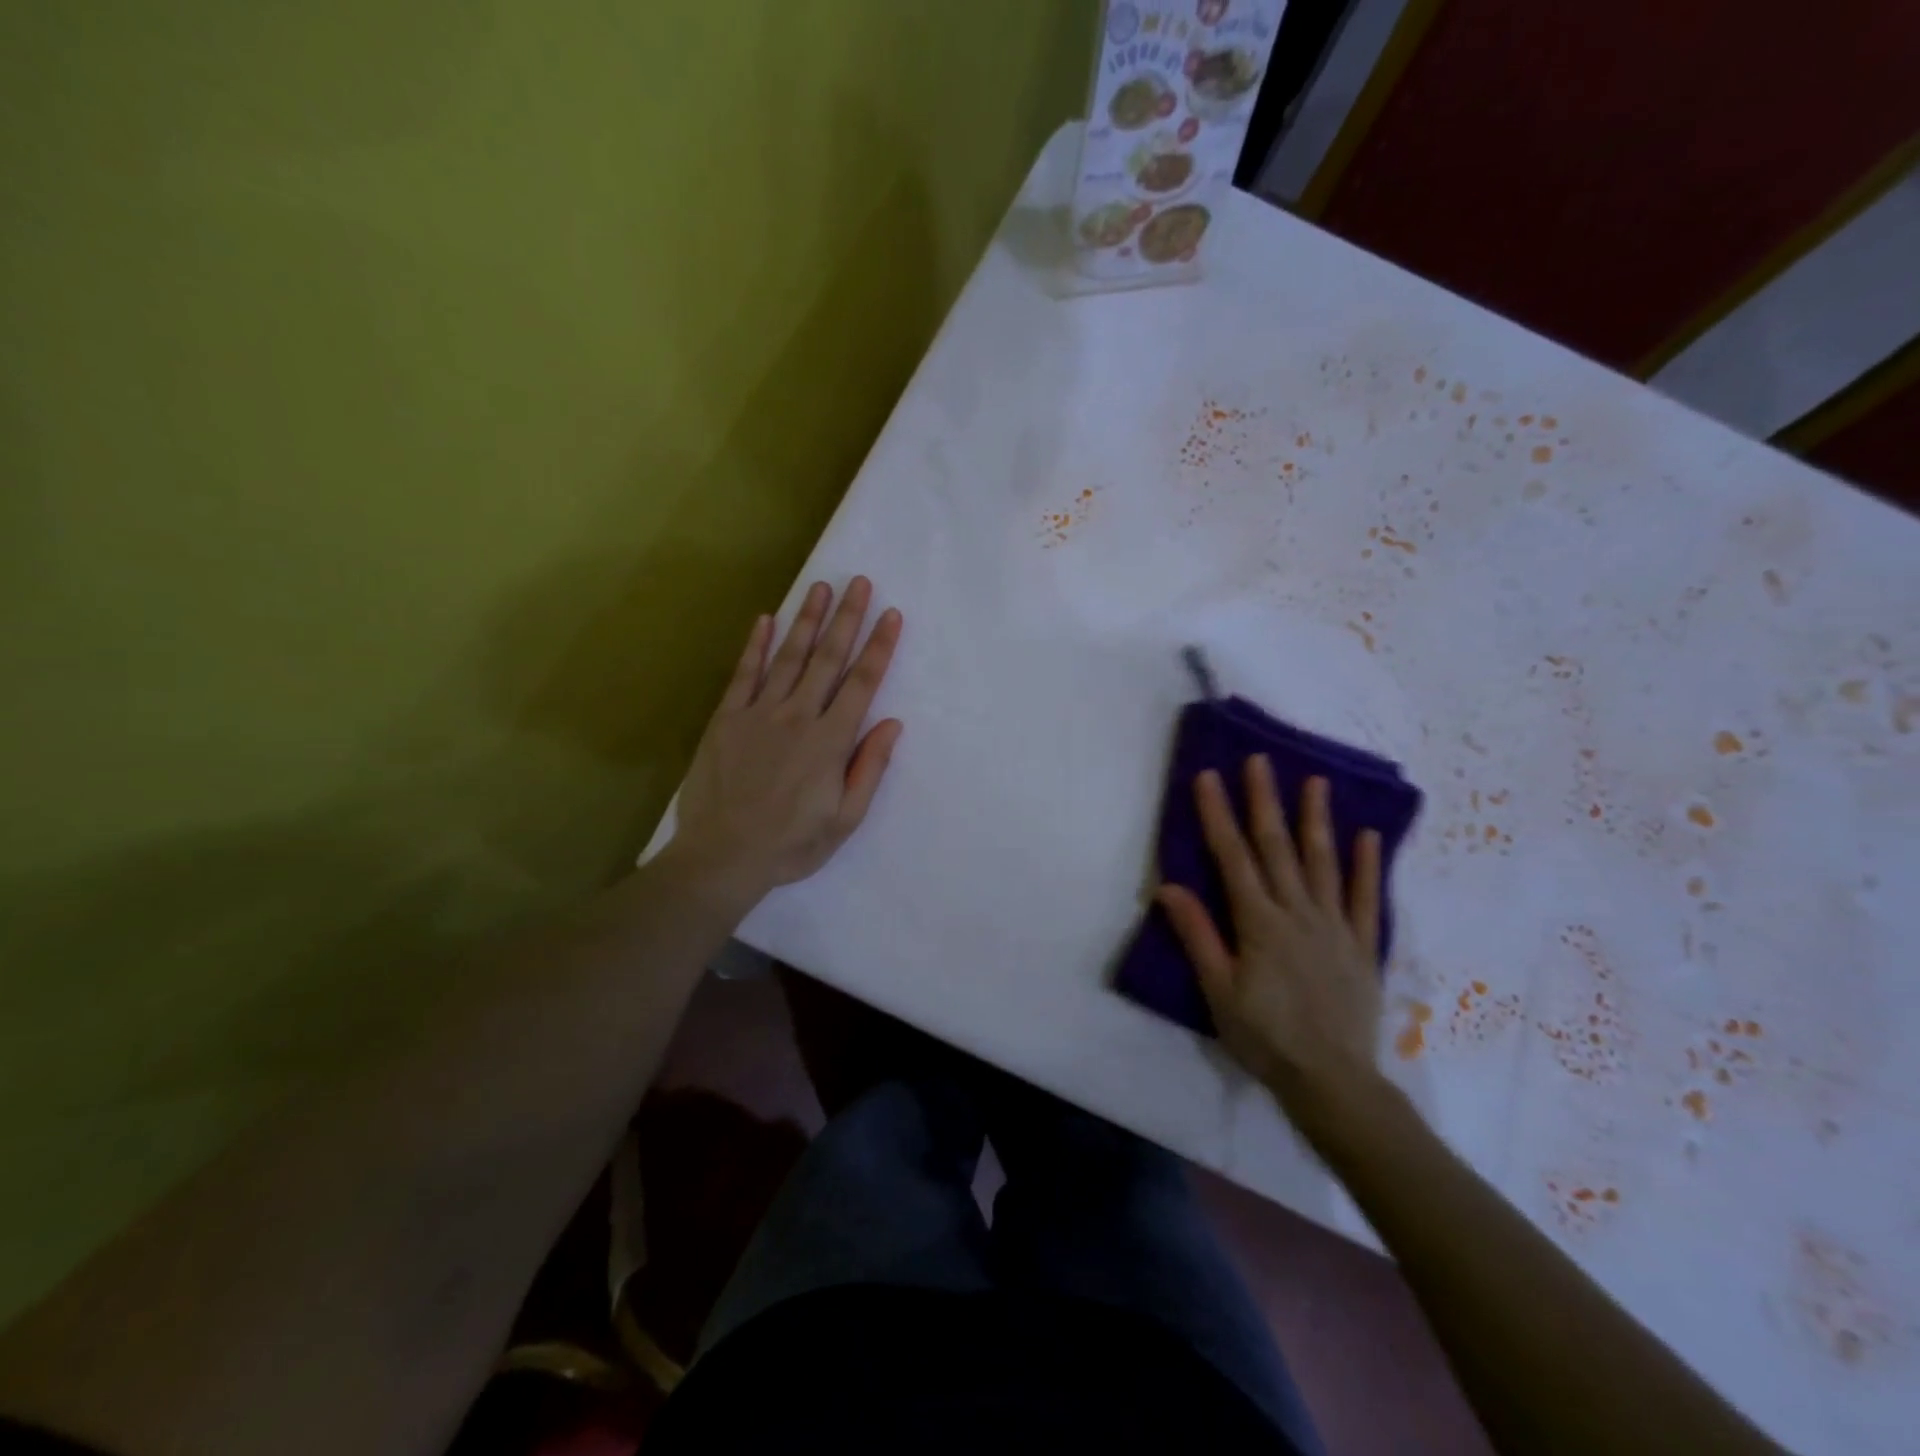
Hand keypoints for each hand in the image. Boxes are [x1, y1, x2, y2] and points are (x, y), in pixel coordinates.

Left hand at [666, 577, 902, 900]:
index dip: (879, 647)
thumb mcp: (845, 820)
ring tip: (821, 587)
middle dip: (848, 618)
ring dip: (807, 620)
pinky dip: (755, 646)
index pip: (862, 684)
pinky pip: (744, 675)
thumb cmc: (791, 844)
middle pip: (828, 659)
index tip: (892, 615)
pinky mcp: (727, 719)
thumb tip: (892, 724)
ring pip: (789, 657)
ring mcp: (758, 714)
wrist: (722, 856)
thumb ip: (869, 768)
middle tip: (860, 582)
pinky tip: (765, 619)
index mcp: (830, 742)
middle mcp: (798, 717)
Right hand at [1155, 760, 1385, 1130]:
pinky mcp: (1362, 945)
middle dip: (1264, 801)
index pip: (1233, 858)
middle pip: (1277, 848)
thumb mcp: (1218, 991)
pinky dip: (1368, 865)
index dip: (1218, 815)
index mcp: (1259, 923)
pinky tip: (1368, 835)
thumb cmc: (1265, 1037)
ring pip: (1323, 862)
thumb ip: (1197, 936)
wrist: (1332, 1081)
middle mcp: (1297, 913)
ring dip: (1317, 819)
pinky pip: (1365, 897)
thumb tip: (1168, 886)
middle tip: (1260, 760)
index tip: (1209, 776)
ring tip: (1315, 781)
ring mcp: (1334, 926)